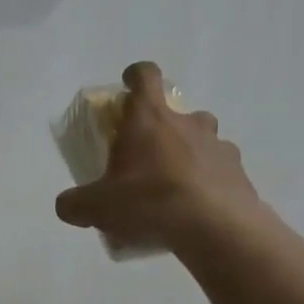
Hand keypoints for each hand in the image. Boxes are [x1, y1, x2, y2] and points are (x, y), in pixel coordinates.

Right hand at [55, 61, 265, 255]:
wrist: (216, 228)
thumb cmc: (151, 201)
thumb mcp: (100, 207)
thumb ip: (76, 204)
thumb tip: (65, 206)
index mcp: (151, 117)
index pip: (145, 75)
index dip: (136, 75)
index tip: (128, 85)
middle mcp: (188, 122)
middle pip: (177, 110)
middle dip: (163, 127)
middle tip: (149, 155)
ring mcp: (218, 145)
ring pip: (203, 139)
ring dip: (190, 152)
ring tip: (177, 185)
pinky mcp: (238, 171)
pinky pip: (221, 169)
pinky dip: (211, 181)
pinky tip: (200, 207)